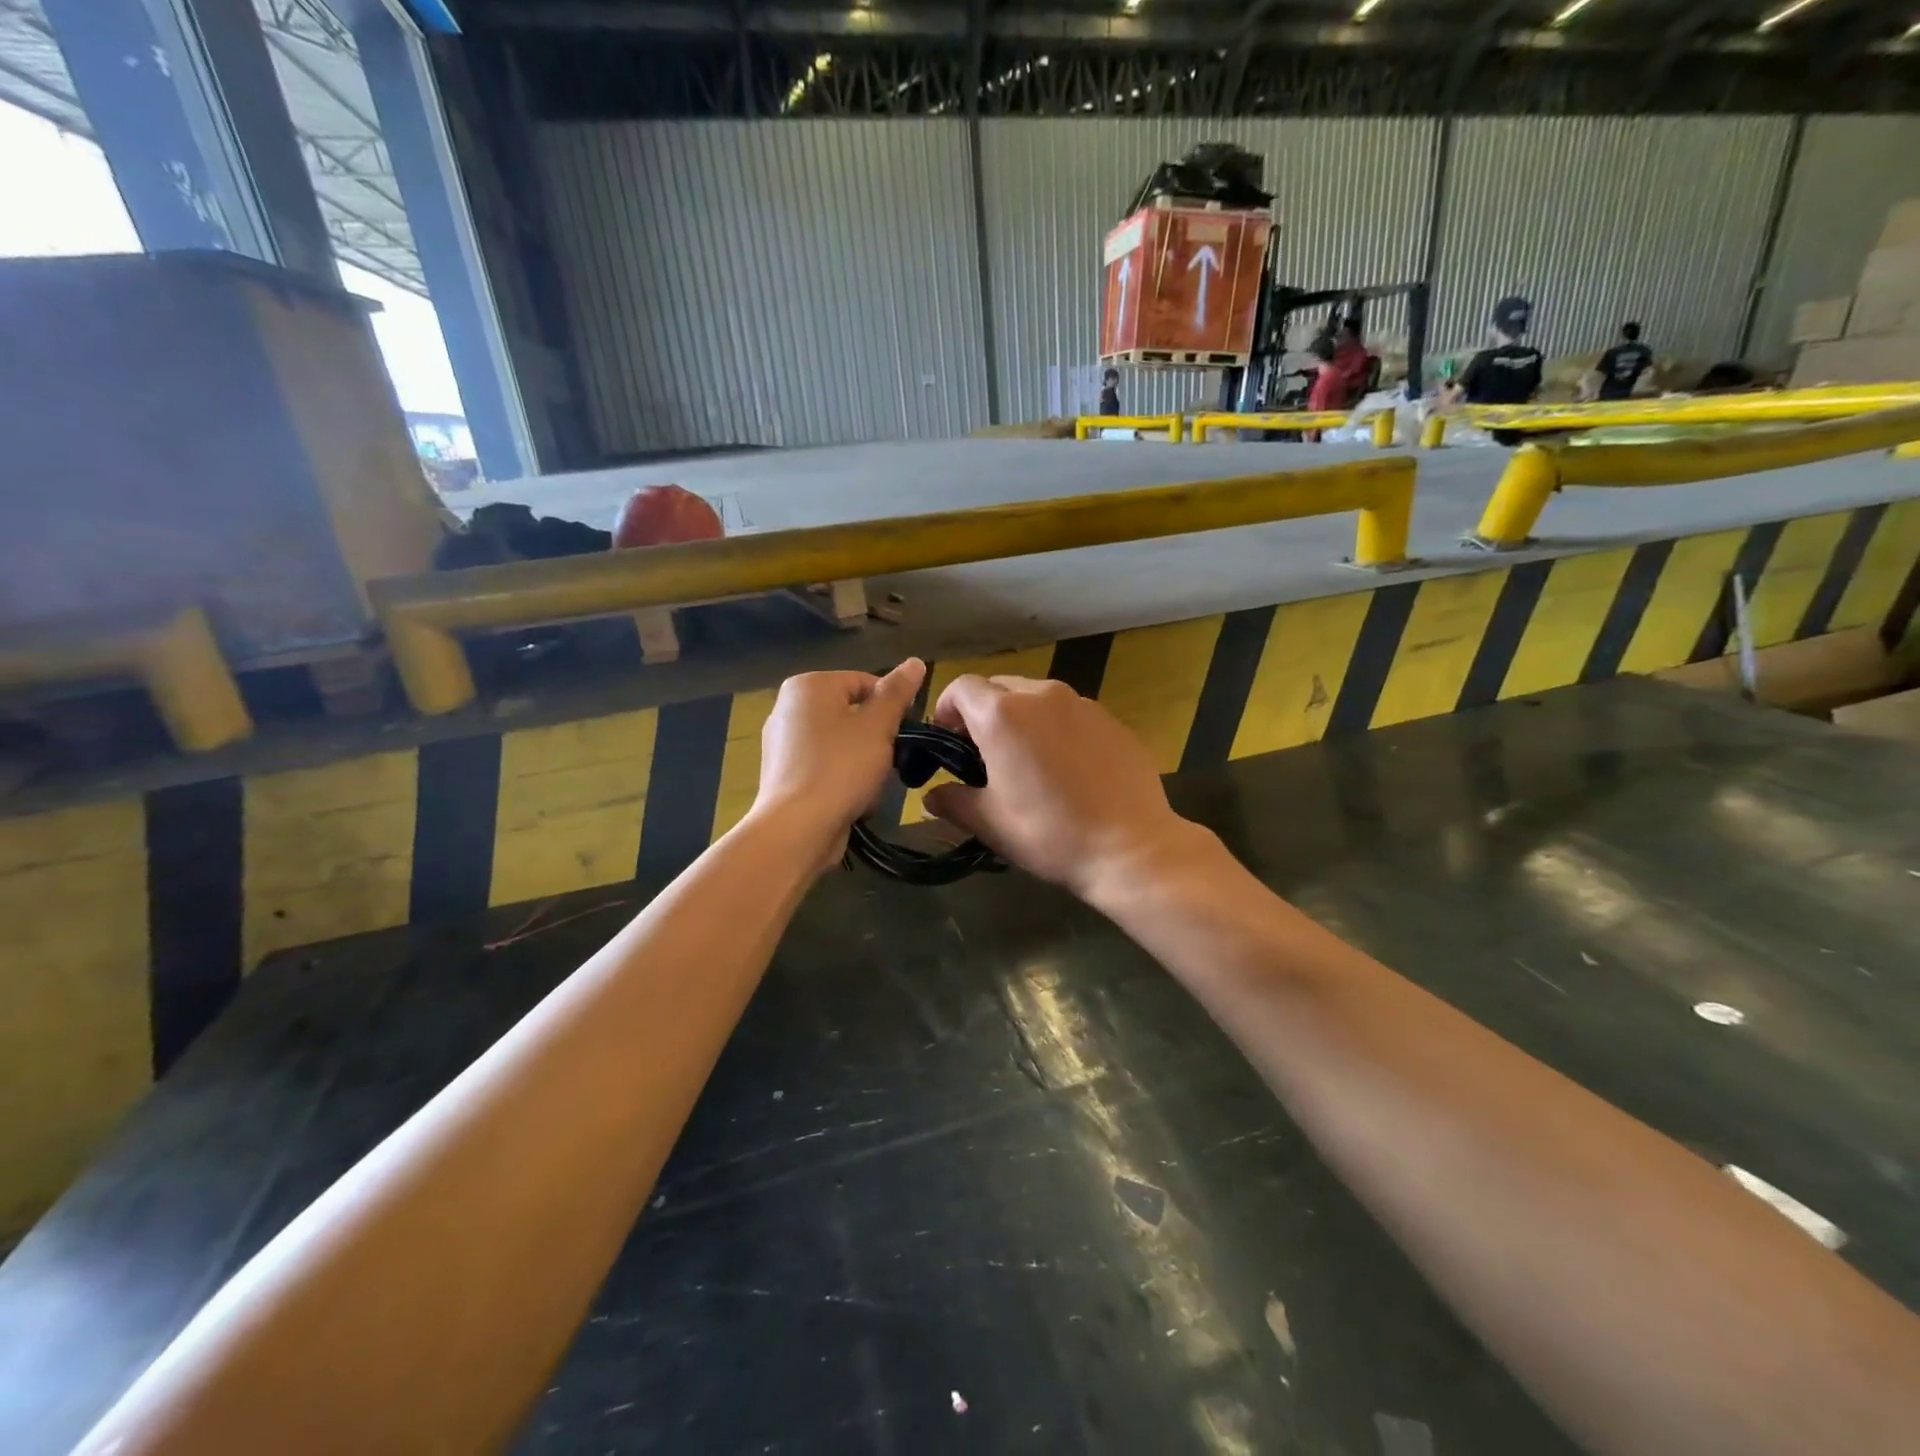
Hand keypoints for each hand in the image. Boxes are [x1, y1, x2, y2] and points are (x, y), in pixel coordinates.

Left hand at [753, 660, 924, 862]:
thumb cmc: (841, 768)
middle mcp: (787, 707)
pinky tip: (852, 798)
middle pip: (851, 713)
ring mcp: (781, 743)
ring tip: (871, 784)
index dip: (891, 706)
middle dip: (876, 737)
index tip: (905, 734)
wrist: (797, 828)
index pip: (865, 682)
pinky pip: (823, 766)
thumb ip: (897, 693)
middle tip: (890, 761)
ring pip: (840, 742)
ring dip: (862, 760)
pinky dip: (841, 777)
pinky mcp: (783, 774)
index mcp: (808, 686)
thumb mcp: (878, 727)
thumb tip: (915, 661)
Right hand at [922, 675, 1196, 901]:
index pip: (961, 687)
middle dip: (983, 713)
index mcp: (1002, 714)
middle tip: (983, 754)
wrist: (1131, 847)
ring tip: (1027, 761)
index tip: (947, 743)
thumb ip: (953, 801)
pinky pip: (1071, 714)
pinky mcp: (1112, 720)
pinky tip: (1067, 769)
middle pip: (999, 687)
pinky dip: (1057, 729)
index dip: (946, 710)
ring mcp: (1082, 704)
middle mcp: (1041, 695)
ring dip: (1021, 719)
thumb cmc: (1050, 833)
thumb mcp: (990, 822)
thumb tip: (932, 796)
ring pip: (1037, 698)